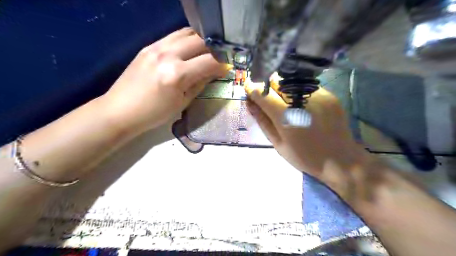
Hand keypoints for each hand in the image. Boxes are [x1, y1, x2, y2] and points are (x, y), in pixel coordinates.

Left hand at [100, 28, 227, 133]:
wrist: (120, 110)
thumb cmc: (154, 113)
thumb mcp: (182, 102)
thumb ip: (200, 84)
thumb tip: (213, 73)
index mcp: (177, 74)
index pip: (208, 61)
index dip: (221, 65)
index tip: (226, 69)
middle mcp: (167, 55)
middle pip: (199, 41)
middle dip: (213, 50)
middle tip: (216, 60)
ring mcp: (155, 47)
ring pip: (186, 33)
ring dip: (200, 41)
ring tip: (204, 53)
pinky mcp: (148, 46)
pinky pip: (172, 36)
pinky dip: (185, 40)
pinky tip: (188, 51)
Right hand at [244, 75, 367, 188]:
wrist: (340, 160)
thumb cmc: (305, 157)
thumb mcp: (279, 144)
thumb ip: (263, 121)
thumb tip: (249, 103)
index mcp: (286, 117)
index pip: (263, 94)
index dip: (252, 88)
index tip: (248, 87)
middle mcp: (302, 102)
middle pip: (277, 82)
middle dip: (267, 86)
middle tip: (265, 94)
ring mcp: (318, 96)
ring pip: (291, 81)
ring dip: (282, 87)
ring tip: (282, 99)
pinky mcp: (329, 95)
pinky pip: (306, 86)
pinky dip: (297, 91)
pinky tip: (300, 102)